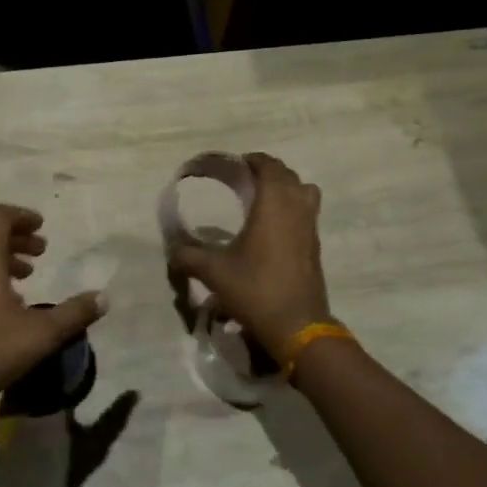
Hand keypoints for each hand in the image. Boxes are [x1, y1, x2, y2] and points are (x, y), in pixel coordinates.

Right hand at [168, 153, 331, 357]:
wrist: (297, 326)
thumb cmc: (256, 290)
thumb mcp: (214, 272)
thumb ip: (188, 255)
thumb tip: (171, 248)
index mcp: (274, 204)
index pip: (268, 166)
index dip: (251, 160)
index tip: (233, 165)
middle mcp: (296, 207)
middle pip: (287, 174)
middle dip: (266, 171)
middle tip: (242, 179)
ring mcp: (310, 226)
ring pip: (303, 190)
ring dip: (284, 187)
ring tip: (261, 198)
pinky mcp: (315, 245)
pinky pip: (307, 211)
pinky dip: (292, 206)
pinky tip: (272, 226)